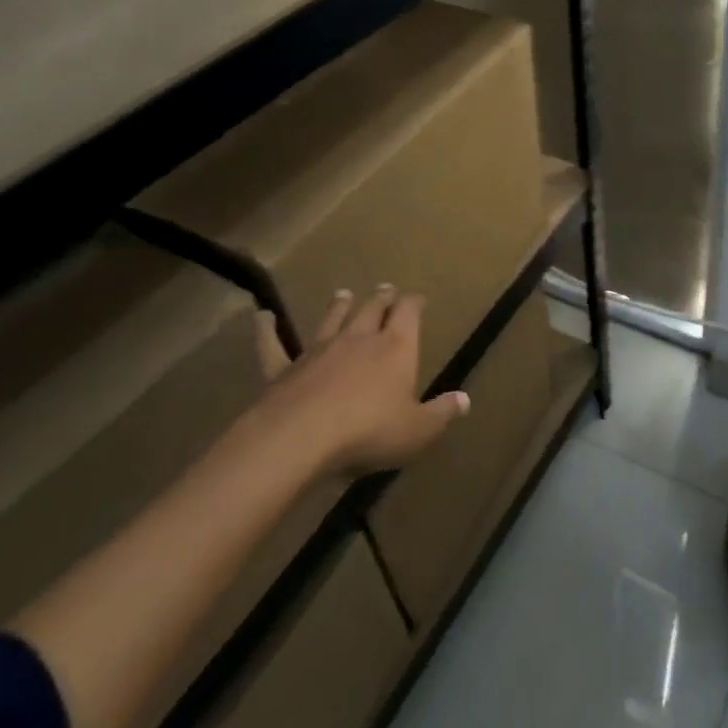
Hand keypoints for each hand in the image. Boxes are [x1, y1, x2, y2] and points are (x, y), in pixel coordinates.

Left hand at [253, 285, 468, 478]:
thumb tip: (465, 400)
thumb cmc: (369, 431)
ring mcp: (319, 350)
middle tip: (386, 289)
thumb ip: (441, 413)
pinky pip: (274, 346)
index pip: (409, 313)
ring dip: (340, 306)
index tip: (418, 298)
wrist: (299, 438)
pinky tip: (262, 317)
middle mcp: (359, 339)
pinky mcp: (284, 369)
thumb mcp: (417, 430)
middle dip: (382, 298)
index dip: (414, 303)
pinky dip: (268, 331)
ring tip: (344, 294)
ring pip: (332, 319)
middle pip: (372, 309)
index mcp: (395, 347)